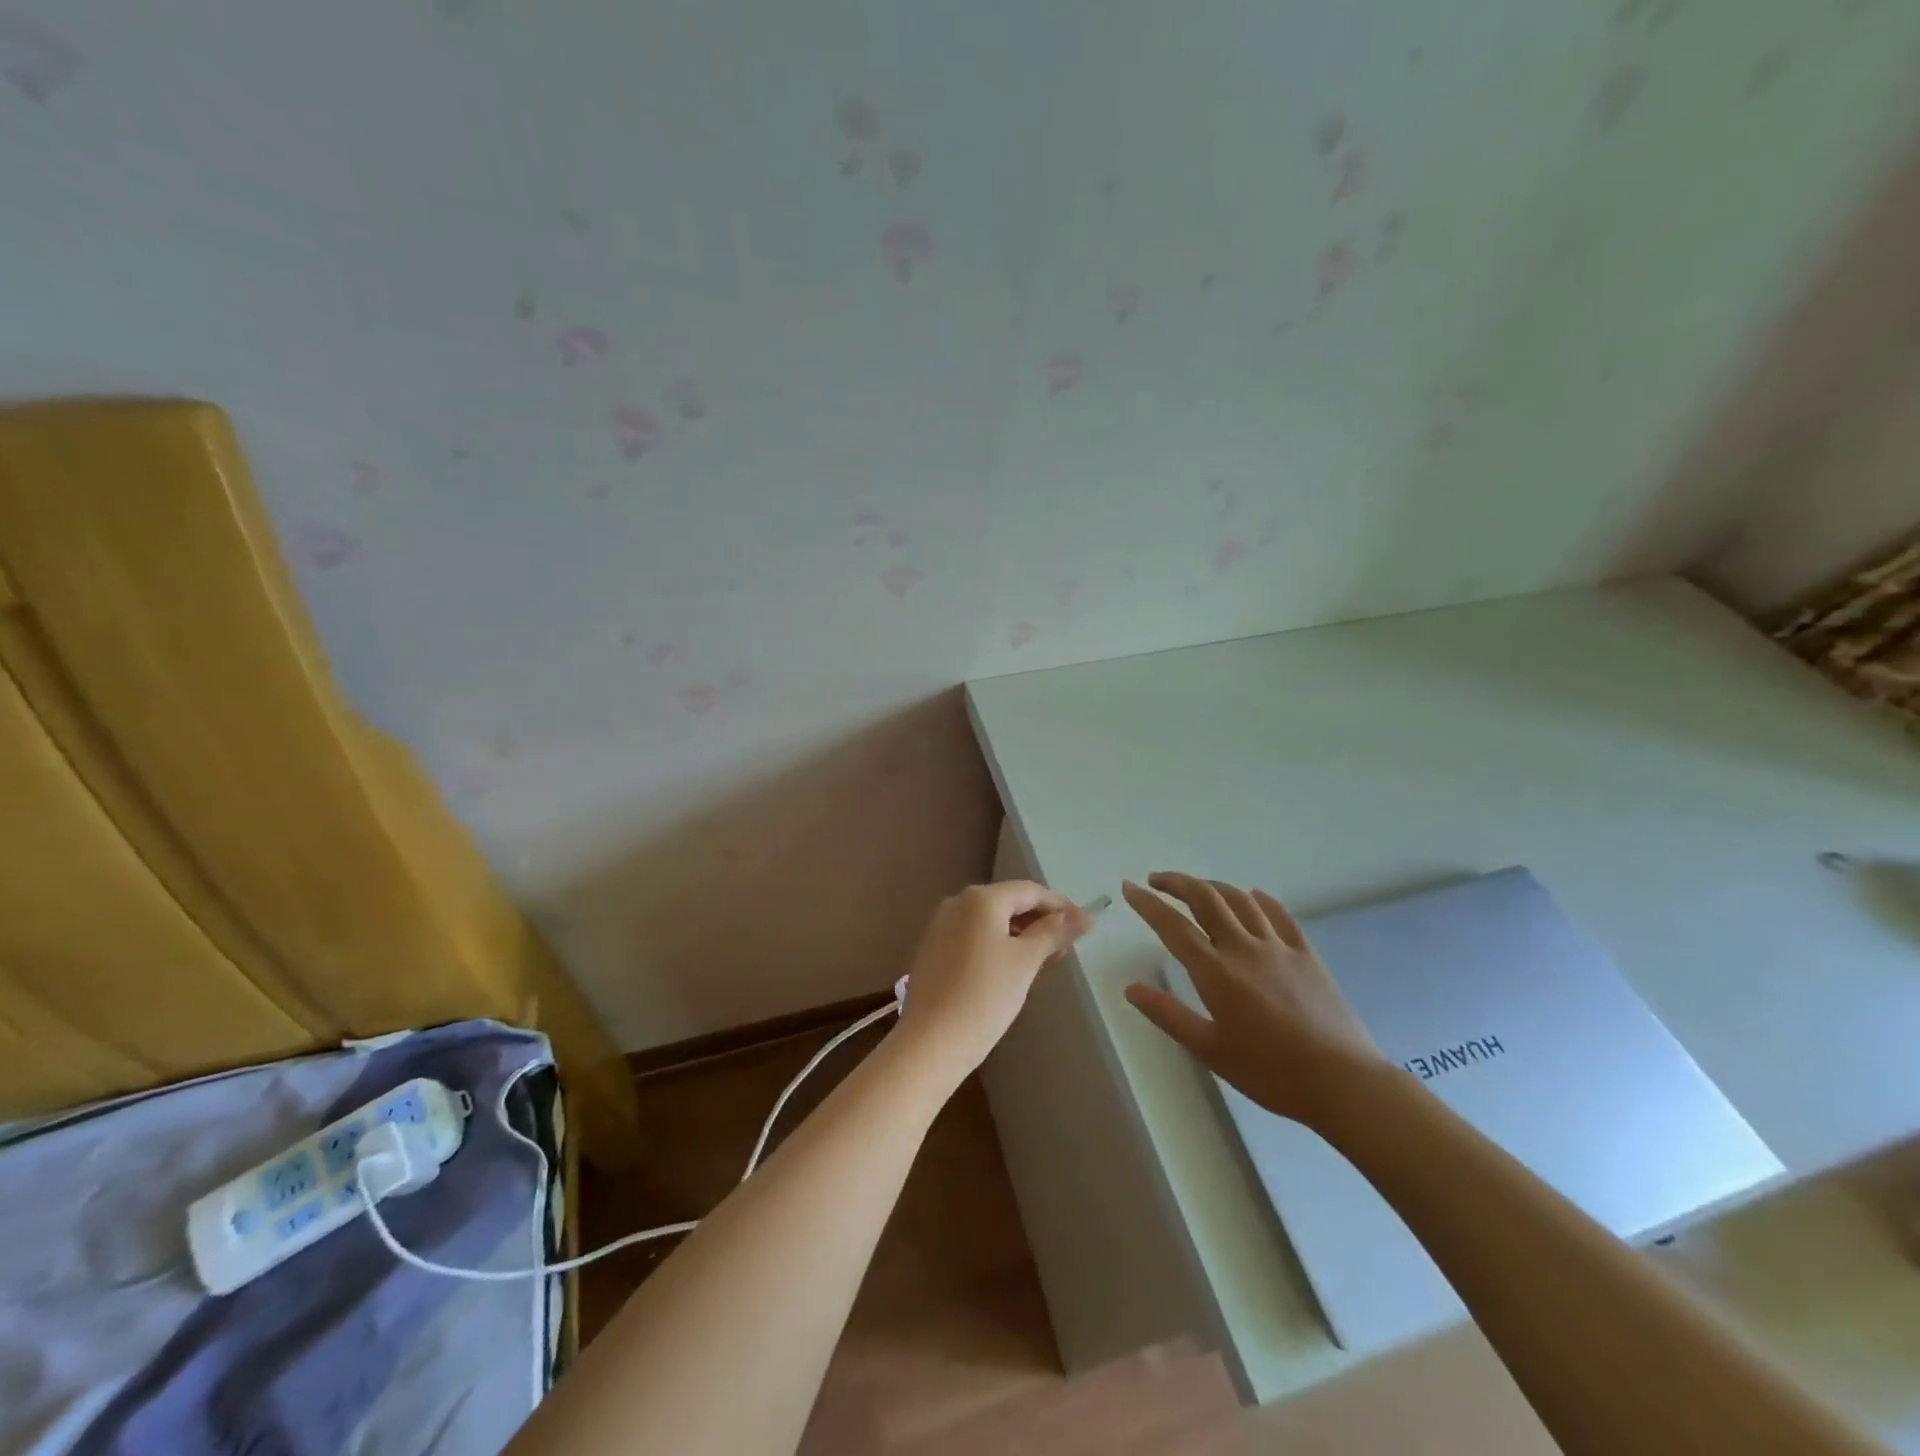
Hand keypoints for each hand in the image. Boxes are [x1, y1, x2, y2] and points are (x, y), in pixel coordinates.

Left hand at [896, 881, 1091, 1084]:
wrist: (931, 1042)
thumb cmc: (985, 996)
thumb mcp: (1026, 962)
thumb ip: (1054, 933)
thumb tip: (1084, 916)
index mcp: (981, 898)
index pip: (1030, 891)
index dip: (1060, 906)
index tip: (1084, 927)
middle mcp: (957, 902)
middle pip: (1008, 902)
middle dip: (1040, 921)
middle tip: (1065, 949)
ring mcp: (940, 925)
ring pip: (990, 920)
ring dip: (1019, 933)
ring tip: (1042, 961)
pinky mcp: (932, 948)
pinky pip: (972, 935)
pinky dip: (996, 944)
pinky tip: (1009, 968)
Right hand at [1123, 873, 1387, 1130]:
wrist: (1342, 1081)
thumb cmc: (1270, 1072)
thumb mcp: (1210, 1050)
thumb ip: (1168, 1015)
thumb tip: (1131, 988)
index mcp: (1216, 971)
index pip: (1173, 926)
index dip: (1147, 903)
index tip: (1129, 888)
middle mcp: (1243, 948)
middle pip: (1206, 899)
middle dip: (1177, 882)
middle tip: (1157, 880)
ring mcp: (1278, 947)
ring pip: (1240, 900)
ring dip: (1213, 886)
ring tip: (1196, 887)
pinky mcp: (1307, 954)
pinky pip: (1280, 915)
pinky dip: (1260, 899)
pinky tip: (1252, 896)